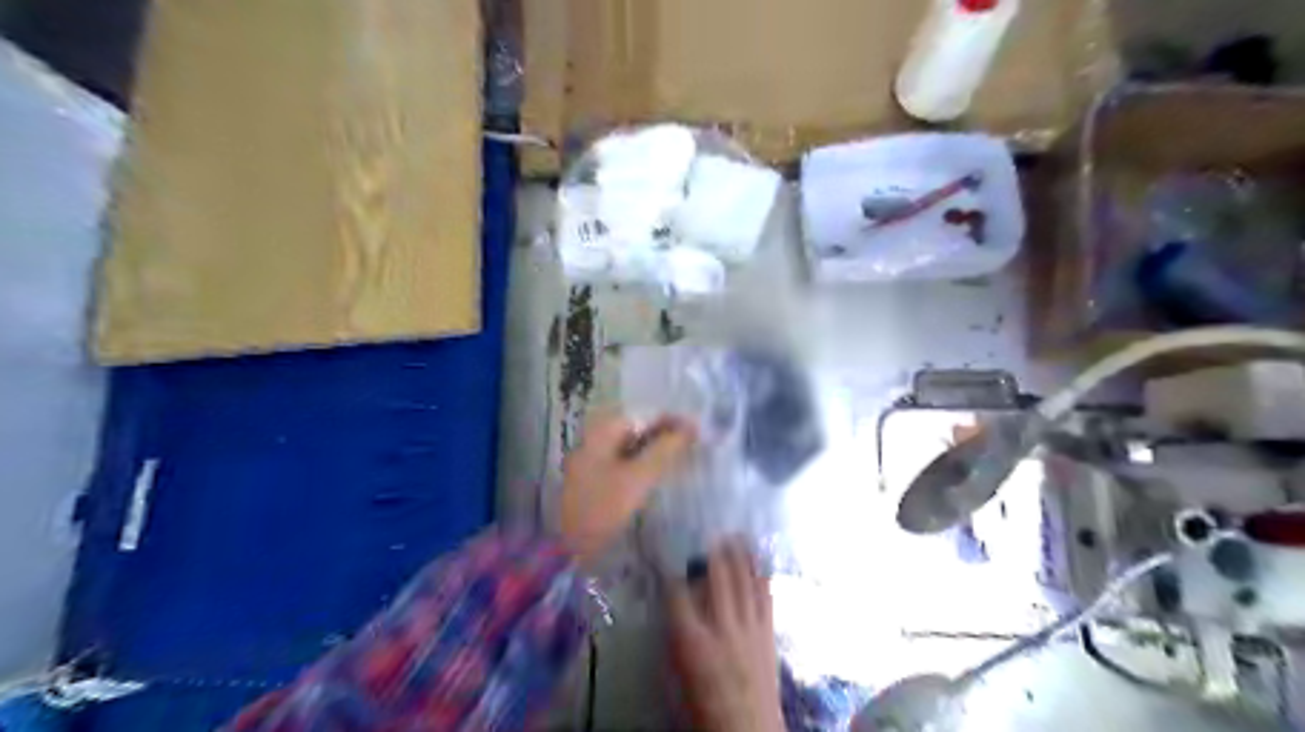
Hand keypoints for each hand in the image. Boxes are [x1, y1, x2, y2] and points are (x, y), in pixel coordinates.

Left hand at [565, 414, 696, 563]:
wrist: (567, 548)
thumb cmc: (603, 507)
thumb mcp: (639, 477)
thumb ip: (665, 450)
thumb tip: (691, 427)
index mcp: (602, 431)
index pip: (644, 416)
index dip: (672, 421)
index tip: (699, 431)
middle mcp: (595, 439)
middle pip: (637, 430)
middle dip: (665, 435)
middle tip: (696, 445)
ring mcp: (593, 460)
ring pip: (632, 447)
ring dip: (657, 451)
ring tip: (684, 458)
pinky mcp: (596, 479)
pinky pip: (626, 463)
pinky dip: (644, 465)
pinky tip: (661, 474)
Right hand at [666, 542, 779, 731]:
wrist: (746, 731)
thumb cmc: (701, 703)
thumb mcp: (677, 667)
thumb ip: (676, 629)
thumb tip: (675, 595)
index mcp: (691, 641)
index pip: (677, 591)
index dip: (671, 565)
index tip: (666, 547)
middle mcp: (721, 628)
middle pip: (717, 577)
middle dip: (711, 548)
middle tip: (706, 528)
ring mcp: (749, 628)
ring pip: (743, 580)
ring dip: (738, 553)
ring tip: (733, 533)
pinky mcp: (768, 633)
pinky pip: (765, 595)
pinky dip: (760, 572)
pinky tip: (757, 557)